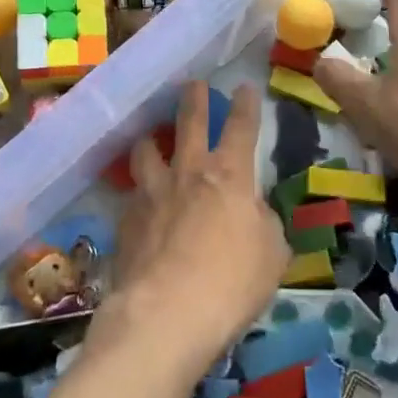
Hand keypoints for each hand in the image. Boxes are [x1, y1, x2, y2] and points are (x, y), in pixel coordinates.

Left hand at [96, 81, 287, 372]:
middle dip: (194, 100)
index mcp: (229, 176)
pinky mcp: (125, 220)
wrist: (166, 314)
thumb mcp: (272, 255)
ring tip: (151, 137)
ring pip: (146, 150)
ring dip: (151, 140)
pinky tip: (139, 204)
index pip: (241, 128)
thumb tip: (255, 212)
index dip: (246, 106)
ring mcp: (151, 193)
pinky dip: (138, 193)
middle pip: (189, 123)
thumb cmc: (231, 283)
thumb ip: (265, 224)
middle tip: (194, 84)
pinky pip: (132, 195)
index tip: (245, 87)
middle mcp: (187, 173)